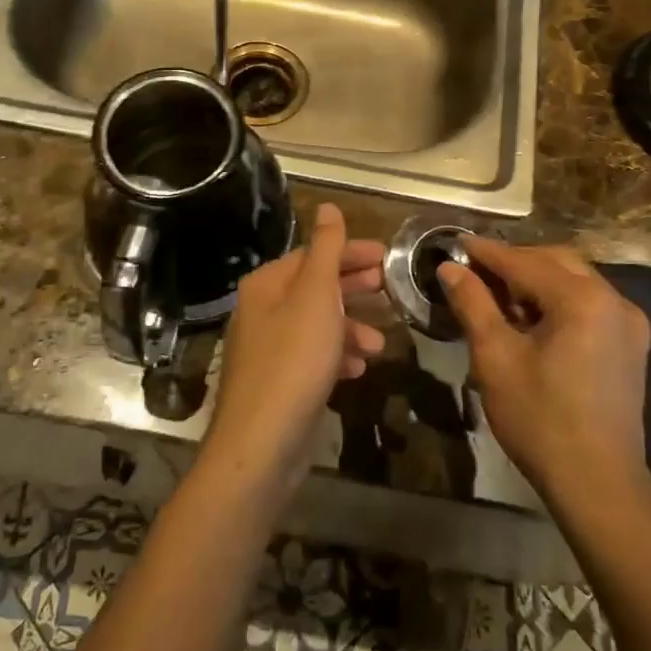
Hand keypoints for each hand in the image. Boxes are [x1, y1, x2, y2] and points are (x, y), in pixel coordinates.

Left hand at [197, 203, 385, 508]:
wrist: (261, 444)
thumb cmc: (293, 361)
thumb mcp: (315, 296)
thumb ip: (326, 250)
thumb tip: (326, 206)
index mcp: (266, 285)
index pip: (313, 255)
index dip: (350, 253)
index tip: (387, 258)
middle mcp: (262, 311)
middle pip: (314, 288)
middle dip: (353, 289)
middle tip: (389, 291)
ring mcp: (268, 349)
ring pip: (316, 325)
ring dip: (350, 328)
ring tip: (380, 343)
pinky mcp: (278, 383)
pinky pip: (312, 357)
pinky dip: (336, 357)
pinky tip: (358, 369)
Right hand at [438, 240, 650, 496]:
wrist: (597, 483)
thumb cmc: (539, 418)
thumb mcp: (495, 358)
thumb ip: (473, 304)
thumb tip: (450, 268)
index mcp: (582, 300)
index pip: (524, 261)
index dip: (486, 252)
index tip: (456, 243)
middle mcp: (614, 301)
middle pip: (556, 262)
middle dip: (514, 260)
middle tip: (475, 270)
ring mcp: (628, 323)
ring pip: (575, 281)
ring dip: (536, 279)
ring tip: (498, 296)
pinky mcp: (630, 345)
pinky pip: (589, 304)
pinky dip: (557, 300)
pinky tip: (532, 319)